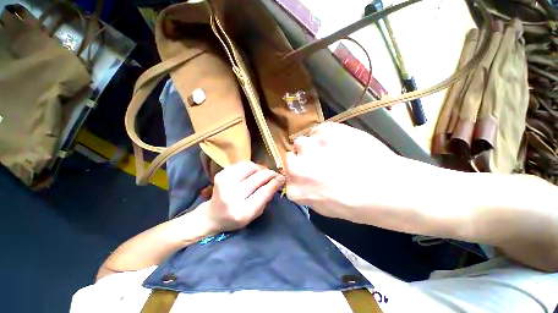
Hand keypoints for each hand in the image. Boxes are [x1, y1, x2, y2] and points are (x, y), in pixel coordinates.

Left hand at [201, 161, 284, 232]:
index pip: (264, 192)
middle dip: (270, 174)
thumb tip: (277, 181)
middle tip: (275, 174)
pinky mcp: (221, 174)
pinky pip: (243, 164)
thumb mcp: (254, 214)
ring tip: (261, 174)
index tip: (282, 178)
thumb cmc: (236, 218)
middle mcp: (232, 196)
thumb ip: (266, 198)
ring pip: (251, 167)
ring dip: (260, 169)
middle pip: (258, 178)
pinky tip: (251, 173)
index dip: (275, 183)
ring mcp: (224, 183)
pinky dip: (251, 167)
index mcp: (242, 211)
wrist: (213, 215)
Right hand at [285, 122, 413, 221]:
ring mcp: (309, 147)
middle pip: (290, 157)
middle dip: (301, 159)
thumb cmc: (358, 206)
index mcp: (296, 189)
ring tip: (331, 150)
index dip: (299, 174)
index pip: (287, 176)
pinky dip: (325, 135)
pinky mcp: (325, 131)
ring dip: (312, 146)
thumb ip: (306, 192)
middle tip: (319, 161)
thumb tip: (303, 180)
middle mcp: (296, 167)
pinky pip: (317, 130)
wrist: (389, 189)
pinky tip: (340, 142)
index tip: (310, 174)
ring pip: (301, 142)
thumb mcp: (324, 208)